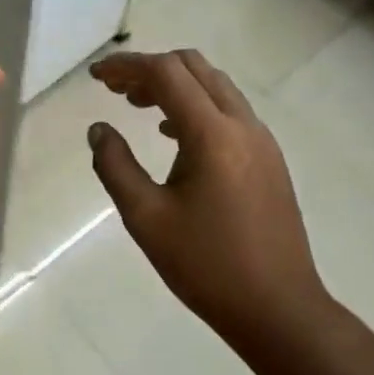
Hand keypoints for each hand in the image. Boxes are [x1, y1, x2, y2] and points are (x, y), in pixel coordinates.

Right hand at [88, 50, 328, 350]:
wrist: (278, 308)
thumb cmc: (205, 265)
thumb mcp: (146, 218)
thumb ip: (115, 166)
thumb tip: (99, 130)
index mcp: (212, 134)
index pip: (166, 73)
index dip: (126, 66)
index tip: (95, 76)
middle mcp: (243, 125)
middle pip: (194, 68)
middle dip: (151, 68)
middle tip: (114, 88)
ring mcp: (262, 141)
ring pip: (215, 87)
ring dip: (175, 86)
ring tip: (136, 106)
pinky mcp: (269, 159)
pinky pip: (229, 112)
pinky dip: (196, 106)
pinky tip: (172, 135)